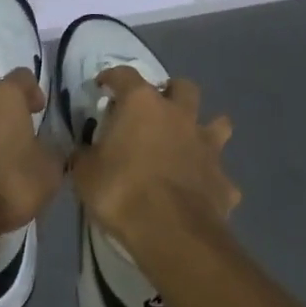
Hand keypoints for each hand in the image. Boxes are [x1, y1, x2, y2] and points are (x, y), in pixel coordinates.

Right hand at [68, 67, 237, 252]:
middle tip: (156, 110)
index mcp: (142, 104)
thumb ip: (85, 156)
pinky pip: (220, 174)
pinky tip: (201, 193)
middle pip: (183, 87)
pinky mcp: (223, 179)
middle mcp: (179, 115)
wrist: (171, 231)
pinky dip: (211, 180)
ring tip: (191, 143)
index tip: (103, 85)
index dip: (112, 77)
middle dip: (172, 93)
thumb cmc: (121, 191)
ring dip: (206, 129)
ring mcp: (206, 146)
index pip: (125, 75)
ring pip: (218, 124)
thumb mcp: (85, 174)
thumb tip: (82, 153)